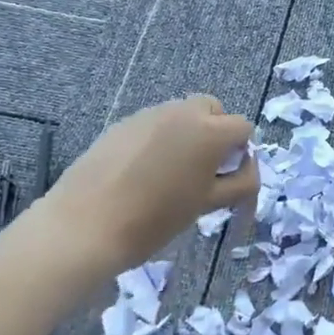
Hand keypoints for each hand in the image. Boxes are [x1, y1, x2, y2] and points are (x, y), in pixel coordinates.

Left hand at [46, 96, 256, 279]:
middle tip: (203, 170)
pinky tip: (141, 172)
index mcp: (210, 131)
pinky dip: (158, 139)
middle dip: (215, 132)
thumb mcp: (206, 205)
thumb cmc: (155, 219)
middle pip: (212, 109)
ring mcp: (149, 114)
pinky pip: (153, 124)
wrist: (86, 224)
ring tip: (170, 173)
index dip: (241, 152)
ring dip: (187, 134)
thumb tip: (247, 169)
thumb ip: (238, 184)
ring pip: (181, 114)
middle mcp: (182, 112)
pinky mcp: (123, 123)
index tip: (227, 178)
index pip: (242, 127)